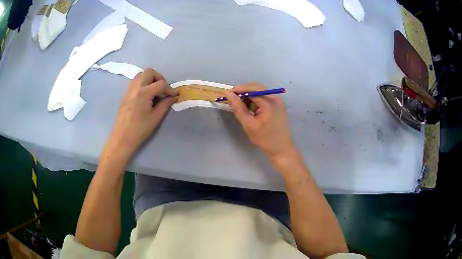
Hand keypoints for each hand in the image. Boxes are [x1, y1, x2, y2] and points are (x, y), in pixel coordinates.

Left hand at [105, 68, 178, 158]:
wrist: (122, 137)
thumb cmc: (140, 129)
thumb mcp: (156, 118)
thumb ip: (165, 104)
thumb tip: (173, 97)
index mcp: (144, 93)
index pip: (160, 84)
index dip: (170, 89)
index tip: (175, 95)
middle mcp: (135, 87)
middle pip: (149, 72)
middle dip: (159, 78)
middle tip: (163, 89)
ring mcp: (129, 90)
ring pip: (141, 75)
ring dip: (150, 79)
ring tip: (155, 91)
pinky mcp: (126, 94)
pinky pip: (136, 81)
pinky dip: (143, 83)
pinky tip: (147, 95)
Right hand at [225, 83, 296, 161]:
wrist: (282, 149)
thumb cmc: (265, 138)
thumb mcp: (249, 124)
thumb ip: (238, 107)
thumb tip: (228, 94)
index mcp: (269, 101)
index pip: (251, 88)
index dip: (238, 90)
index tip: (227, 95)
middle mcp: (275, 97)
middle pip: (256, 87)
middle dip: (243, 92)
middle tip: (232, 99)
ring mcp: (278, 100)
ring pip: (260, 92)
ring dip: (249, 96)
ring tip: (240, 105)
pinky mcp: (278, 105)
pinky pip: (264, 97)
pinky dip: (255, 100)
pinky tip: (250, 108)